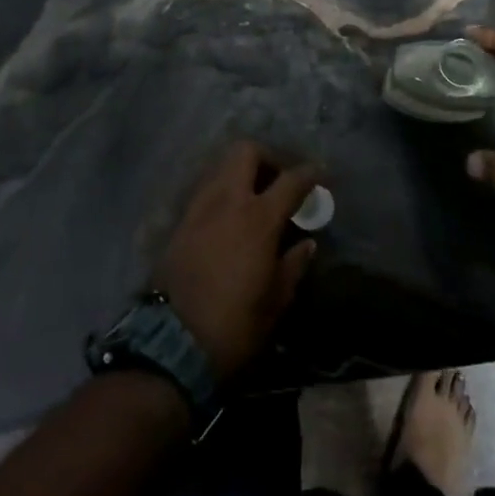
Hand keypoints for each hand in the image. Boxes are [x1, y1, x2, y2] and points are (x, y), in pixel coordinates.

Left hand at [153, 142, 319, 380]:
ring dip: (241, 172)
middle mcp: (227, 201)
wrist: (173, 343)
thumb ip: (293, 264)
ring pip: (221, 167)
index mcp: (258, 218)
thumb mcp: (276, 300)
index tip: (321, 174)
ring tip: (254, 198)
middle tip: (279, 180)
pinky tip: (230, 217)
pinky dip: (222, 192)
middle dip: (267, 157)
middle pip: (246, 152)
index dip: (310, 173)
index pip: (290, 180)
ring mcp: (199, 208)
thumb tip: (305, 243)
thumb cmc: (235, 324)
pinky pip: (205, 191)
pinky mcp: (180, 223)